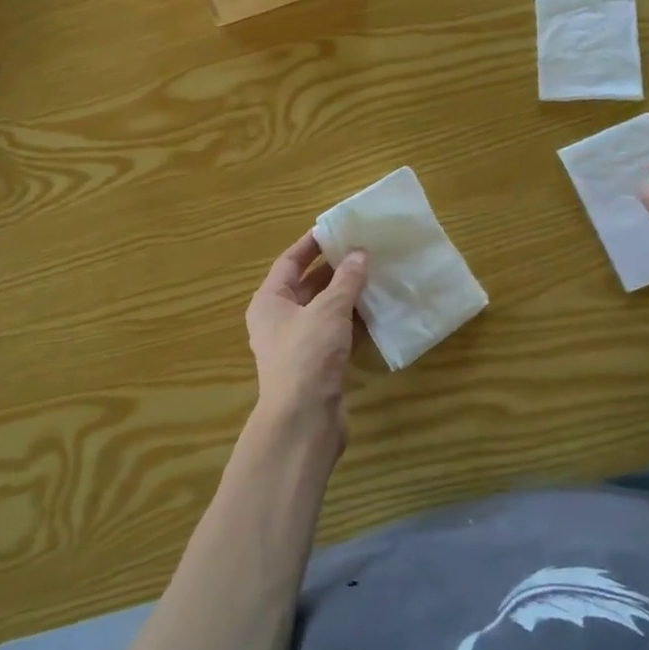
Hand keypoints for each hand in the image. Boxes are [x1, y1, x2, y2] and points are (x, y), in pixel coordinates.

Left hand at [245, 232, 368, 455]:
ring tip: (378, 274)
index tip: (337, 229)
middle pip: (308, 285)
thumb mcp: (328, 310)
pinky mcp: (318, 365)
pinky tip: (379, 311)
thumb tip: (359, 254)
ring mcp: (299, 345)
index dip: (312, 244)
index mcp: (269, 302)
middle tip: (366, 250)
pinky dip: (354, 322)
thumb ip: (346, 280)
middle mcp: (280, 320)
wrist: (304, 420)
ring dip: (349, 296)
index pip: (289, 262)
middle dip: (336, 269)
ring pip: (326, 311)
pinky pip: (337, 334)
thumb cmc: (308, 355)